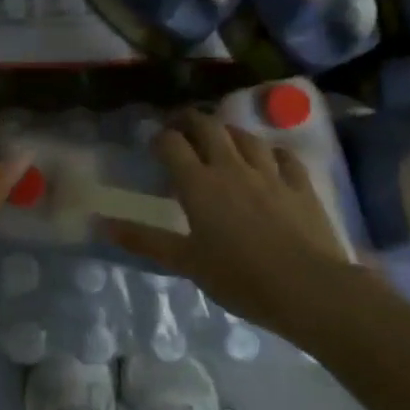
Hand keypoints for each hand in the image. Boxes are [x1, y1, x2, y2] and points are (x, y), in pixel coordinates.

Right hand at [104, 111, 354, 333]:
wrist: (309, 288)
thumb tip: (100, 225)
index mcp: (199, 184)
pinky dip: (271, 152)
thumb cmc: (240, 277)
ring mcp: (270, 173)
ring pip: (246, 136)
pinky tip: (269, 158)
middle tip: (181, 127)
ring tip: (221, 138)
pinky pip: (284, 156)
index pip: (172, 144)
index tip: (154, 144)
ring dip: (229, 132)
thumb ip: (144, 240)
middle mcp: (231, 167)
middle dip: (191, 121)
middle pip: (208, 127)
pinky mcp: (301, 184)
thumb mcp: (186, 262)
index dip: (160, 138)